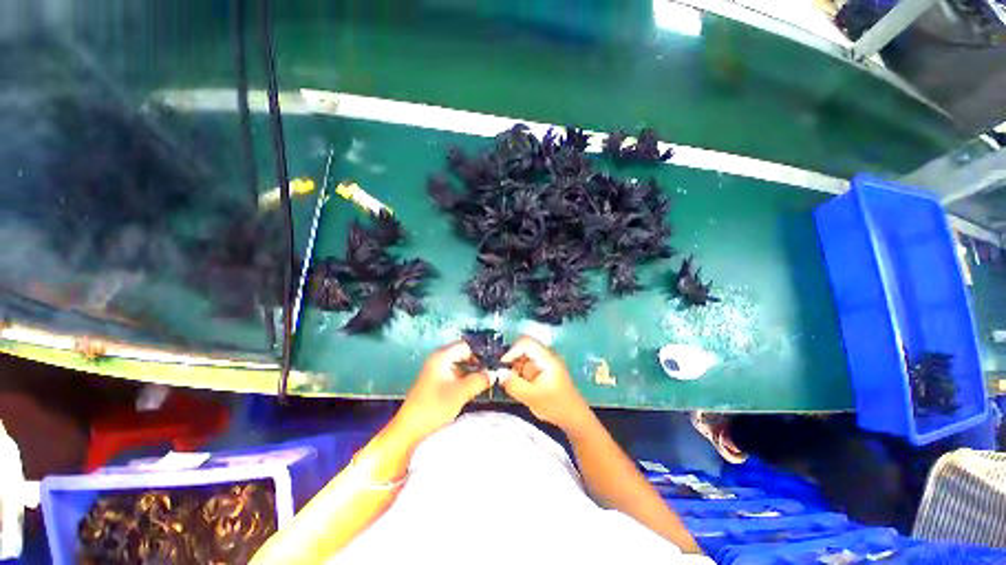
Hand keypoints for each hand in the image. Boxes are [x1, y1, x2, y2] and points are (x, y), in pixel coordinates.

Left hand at [396, 341, 489, 440]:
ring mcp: (436, 372)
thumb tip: (495, 373)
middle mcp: (438, 360)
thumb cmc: (434, 407)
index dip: (478, 354)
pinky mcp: (436, 384)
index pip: (465, 346)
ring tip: (483, 383)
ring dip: (471, 373)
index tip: (491, 366)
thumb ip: (479, 380)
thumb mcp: (460, 393)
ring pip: (459, 366)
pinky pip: (455, 375)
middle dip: (476, 364)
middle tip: (489, 375)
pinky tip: (471, 390)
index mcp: (441, 357)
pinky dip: (464, 380)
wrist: (410, 431)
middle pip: (463, 355)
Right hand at [501, 336, 591, 432]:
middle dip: (513, 363)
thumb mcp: (532, 397)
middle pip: (524, 349)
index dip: (511, 351)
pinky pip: (529, 366)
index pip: (525, 343)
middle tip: (508, 379)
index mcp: (546, 358)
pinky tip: (524, 389)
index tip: (503, 367)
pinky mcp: (545, 370)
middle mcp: (547, 356)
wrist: (574, 418)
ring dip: (517, 370)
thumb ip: (514, 384)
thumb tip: (499, 373)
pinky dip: (522, 375)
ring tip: (518, 387)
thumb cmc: (555, 406)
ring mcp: (546, 363)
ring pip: (525, 358)